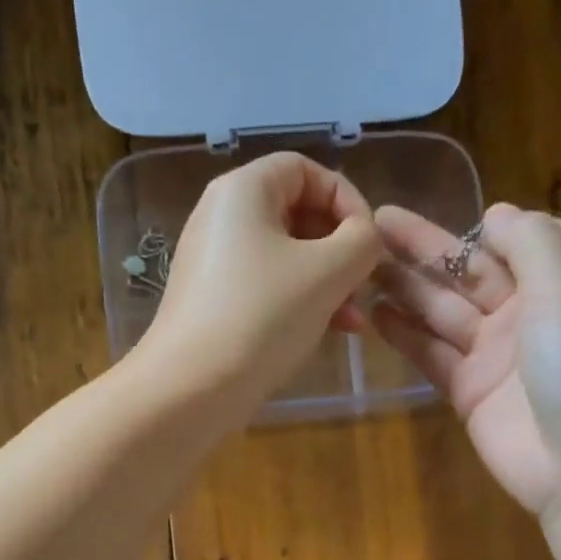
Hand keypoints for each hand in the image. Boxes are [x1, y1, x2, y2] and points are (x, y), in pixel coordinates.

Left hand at [133, 153, 383, 415]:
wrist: (191, 389)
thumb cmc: (262, 318)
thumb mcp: (327, 272)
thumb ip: (362, 241)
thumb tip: (366, 237)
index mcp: (243, 190)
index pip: (306, 170)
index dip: (347, 199)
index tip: (369, 244)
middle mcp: (222, 218)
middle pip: (296, 214)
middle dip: (339, 250)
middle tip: (363, 286)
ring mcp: (214, 264)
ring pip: (285, 258)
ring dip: (326, 283)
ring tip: (352, 322)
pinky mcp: (212, 304)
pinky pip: (265, 288)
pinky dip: (298, 303)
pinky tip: (325, 332)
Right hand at [373, 202, 560, 516]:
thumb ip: (532, 243)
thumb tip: (496, 213)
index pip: (526, 239)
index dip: (486, 224)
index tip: (444, 204)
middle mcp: (532, 313)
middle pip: (472, 271)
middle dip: (427, 248)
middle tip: (374, 223)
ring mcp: (498, 355)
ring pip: (445, 311)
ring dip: (407, 287)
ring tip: (361, 263)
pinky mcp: (470, 392)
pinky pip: (433, 355)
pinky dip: (406, 335)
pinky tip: (375, 313)